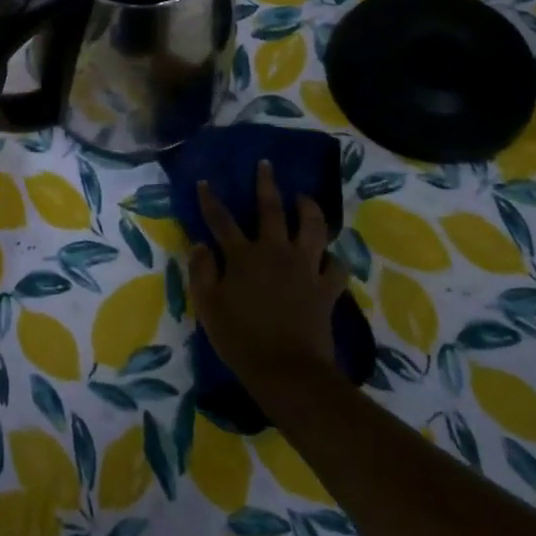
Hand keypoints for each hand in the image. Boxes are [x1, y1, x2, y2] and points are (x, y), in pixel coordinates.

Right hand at [189, 161, 345, 399]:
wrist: (287, 370)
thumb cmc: (240, 339)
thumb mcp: (207, 306)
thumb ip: (201, 271)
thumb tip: (200, 245)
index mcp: (242, 256)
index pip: (220, 219)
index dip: (210, 199)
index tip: (204, 181)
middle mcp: (275, 252)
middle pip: (271, 210)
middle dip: (266, 184)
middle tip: (267, 165)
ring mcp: (304, 267)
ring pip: (312, 227)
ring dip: (308, 208)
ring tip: (304, 197)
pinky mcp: (326, 288)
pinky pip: (335, 266)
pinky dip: (332, 258)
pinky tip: (328, 256)